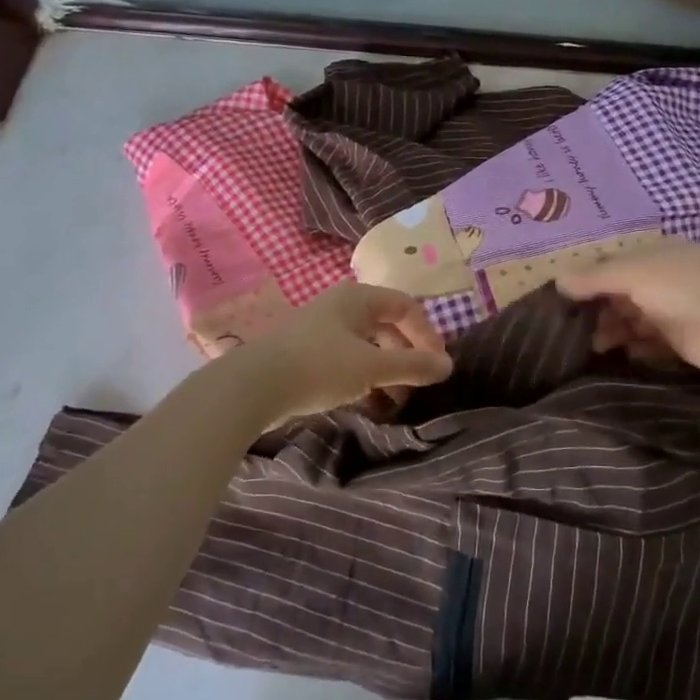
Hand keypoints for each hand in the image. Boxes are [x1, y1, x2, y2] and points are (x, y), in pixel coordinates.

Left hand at [225, 282, 453, 424]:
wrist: (251, 387)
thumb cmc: (318, 367)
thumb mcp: (372, 366)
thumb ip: (413, 366)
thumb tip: (448, 366)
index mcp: (357, 298)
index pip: (406, 306)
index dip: (427, 334)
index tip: (437, 366)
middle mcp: (340, 307)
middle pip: (387, 325)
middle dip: (407, 355)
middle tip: (418, 385)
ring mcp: (320, 330)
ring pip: (366, 345)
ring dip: (386, 370)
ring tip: (396, 400)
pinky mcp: (306, 353)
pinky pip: (347, 360)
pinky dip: (364, 377)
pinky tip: (368, 402)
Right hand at [558, 242, 699, 371]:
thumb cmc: (684, 281)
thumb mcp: (633, 271)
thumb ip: (594, 277)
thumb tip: (557, 280)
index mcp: (649, 259)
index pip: (610, 270)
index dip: (586, 284)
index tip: (560, 303)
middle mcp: (659, 284)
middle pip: (619, 298)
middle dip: (596, 312)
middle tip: (572, 332)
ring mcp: (671, 314)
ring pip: (632, 323)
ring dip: (613, 332)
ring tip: (594, 347)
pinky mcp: (681, 344)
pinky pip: (650, 347)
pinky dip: (634, 350)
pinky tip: (620, 355)